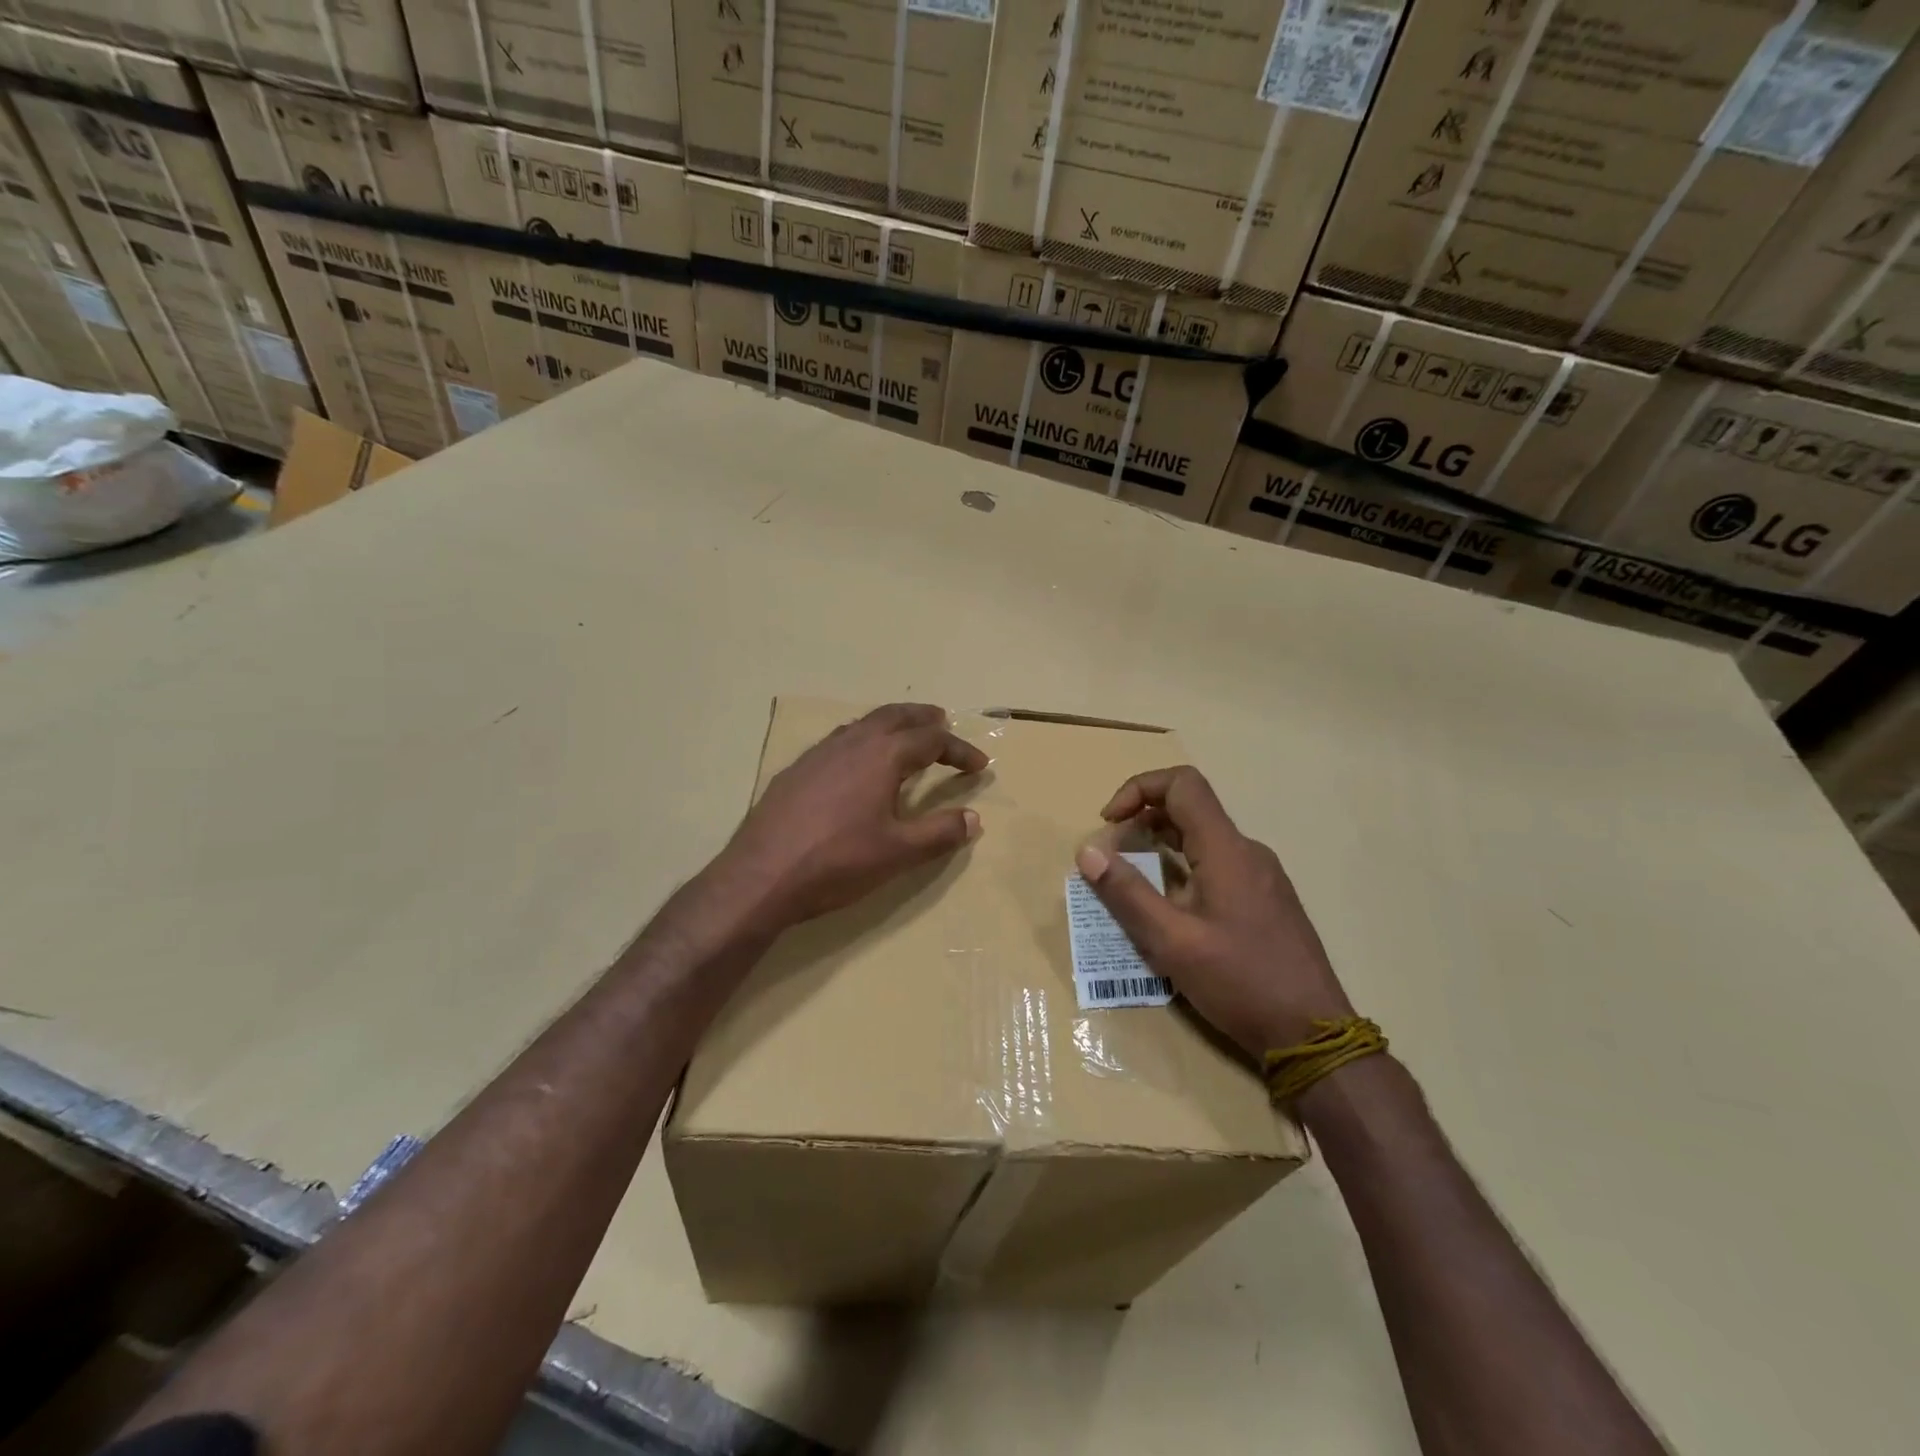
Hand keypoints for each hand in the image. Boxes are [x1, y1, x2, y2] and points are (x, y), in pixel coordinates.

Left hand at [719, 703, 987, 929]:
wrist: (760, 876)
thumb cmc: (837, 862)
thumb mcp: (898, 853)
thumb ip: (939, 833)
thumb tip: (973, 819)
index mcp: (882, 756)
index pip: (931, 740)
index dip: (959, 750)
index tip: (980, 765)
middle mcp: (851, 743)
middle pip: (894, 716)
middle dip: (923, 718)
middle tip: (942, 723)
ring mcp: (818, 754)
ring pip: (862, 724)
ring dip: (890, 725)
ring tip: (904, 737)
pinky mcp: (795, 771)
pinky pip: (838, 740)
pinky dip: (861, 739)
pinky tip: (856, 763)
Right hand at [1075, 766, 1351, 1057]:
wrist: (1313, 1034)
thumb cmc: (1241, 983)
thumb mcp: (1172, 942)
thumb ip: (1127, 894)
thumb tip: (1087, 851)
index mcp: (1227, 850)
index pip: (1182, 784)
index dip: (1138, 789)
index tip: (1109, 823)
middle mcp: (1247, 851)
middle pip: (1189, 807)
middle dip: (1141, 820)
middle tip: (1112, 858)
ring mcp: (1261, 875)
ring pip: (1203, 837)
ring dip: (1160, 846)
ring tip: (1132, 883)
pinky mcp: (1266, 899)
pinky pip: (1217, 863)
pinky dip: (1182, 868)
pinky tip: (1170, 909)